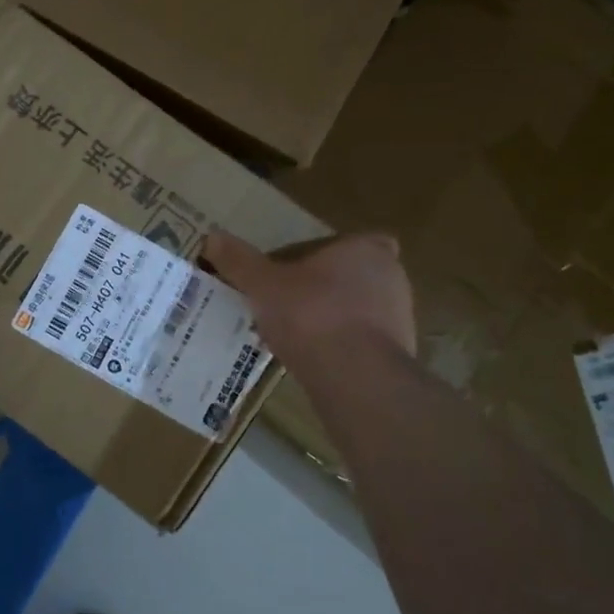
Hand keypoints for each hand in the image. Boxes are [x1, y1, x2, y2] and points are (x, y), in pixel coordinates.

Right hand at [204, 230, 417, 367]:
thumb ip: (239, 261)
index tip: (300, 270)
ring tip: (295, 334)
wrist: (355, 377)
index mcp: (365, 250)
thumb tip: (212, 237)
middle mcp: (391, 279)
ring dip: (334, 319)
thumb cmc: (310, 314)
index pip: (352, 242)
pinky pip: (364, 344)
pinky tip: (313, 361)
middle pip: (355, 276)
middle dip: (326, 287)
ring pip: (360, 311)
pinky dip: (342, 348)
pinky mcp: (398, 357)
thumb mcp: (262, 284)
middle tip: (290, 301)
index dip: (328, 254)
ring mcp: (400, 319)